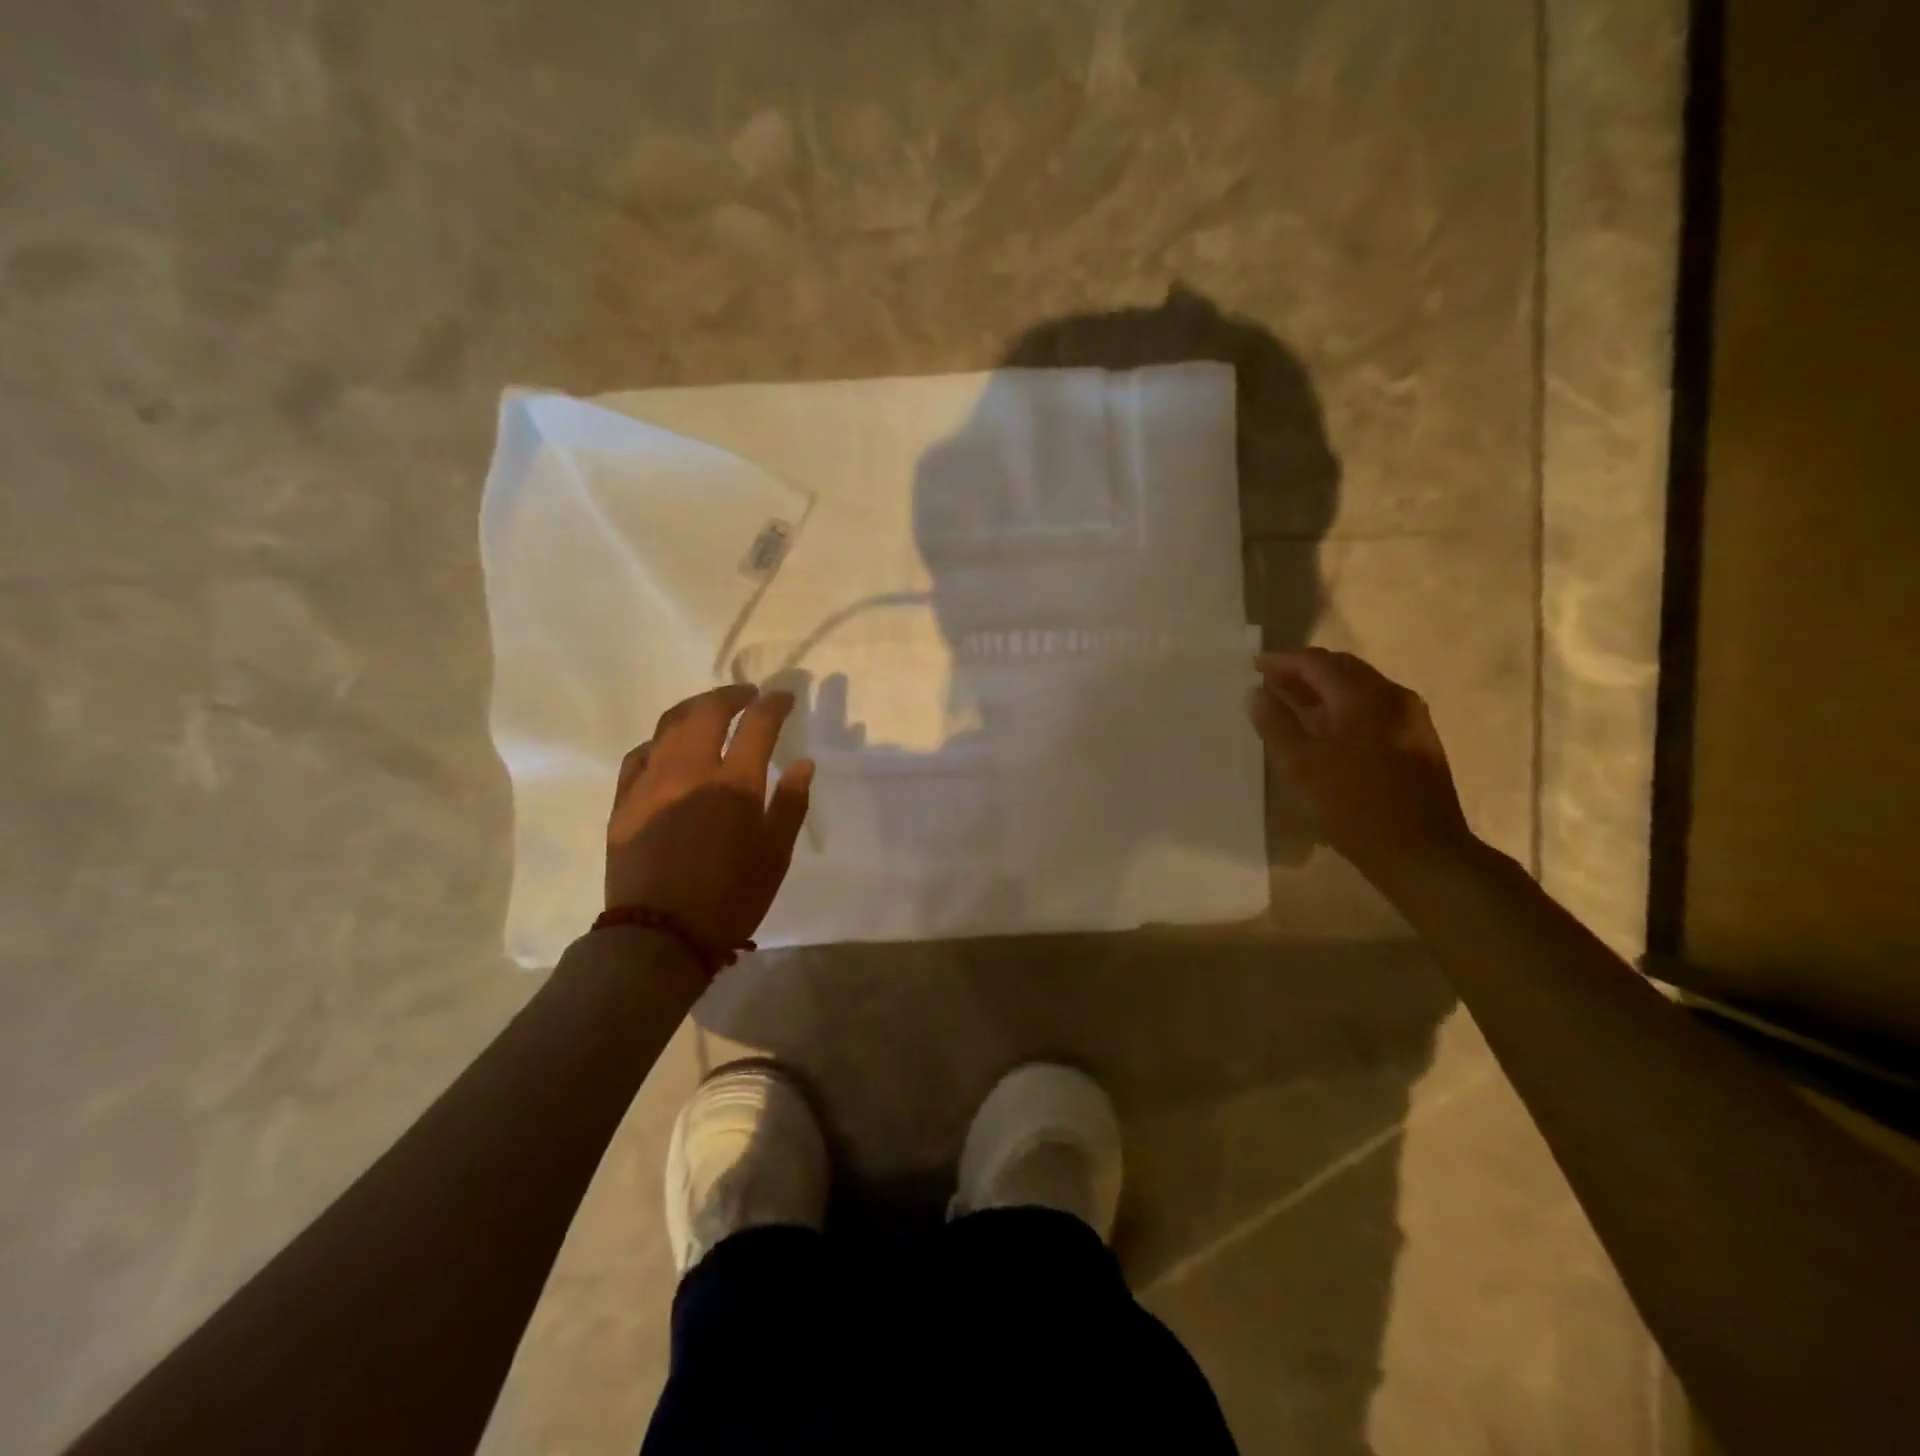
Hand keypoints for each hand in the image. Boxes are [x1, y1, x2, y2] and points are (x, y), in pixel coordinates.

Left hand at [606, 684, 814, 955]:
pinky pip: (640, 754)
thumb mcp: (775, 856)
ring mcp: (651, 782)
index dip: (774, 704)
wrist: (660, 936)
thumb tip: (803, 763)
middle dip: (732, 694)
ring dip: (695, 708)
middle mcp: (690, 771)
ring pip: (670, 725)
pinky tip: (669, 747)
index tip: (784, 697)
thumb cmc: (730, 898)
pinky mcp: (624, 800)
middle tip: (748, 694)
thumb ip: (791, 804)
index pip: (757, 725)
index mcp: (734, 784)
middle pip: (708, 711)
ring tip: (711, 709)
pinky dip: (661, 741)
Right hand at [1247, 649, 1473, 887]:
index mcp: (1364, 696)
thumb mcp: (1302, 766)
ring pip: (1360, 689)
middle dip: (1305, 672)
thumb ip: (1275, 724)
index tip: (1256, 667)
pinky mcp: (1418, 740)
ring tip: (1294, 706)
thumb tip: (1256, 694)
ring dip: (1325, 691)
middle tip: (1272, 684)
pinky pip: (1374, 709)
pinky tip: (1327, 731)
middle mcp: (1393, 697)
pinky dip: (1344, 709)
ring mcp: (1411, 718)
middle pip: (1343, 669)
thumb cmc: (1354, 806)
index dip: (1283, 662)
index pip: (1317, 663)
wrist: (1421, 852)